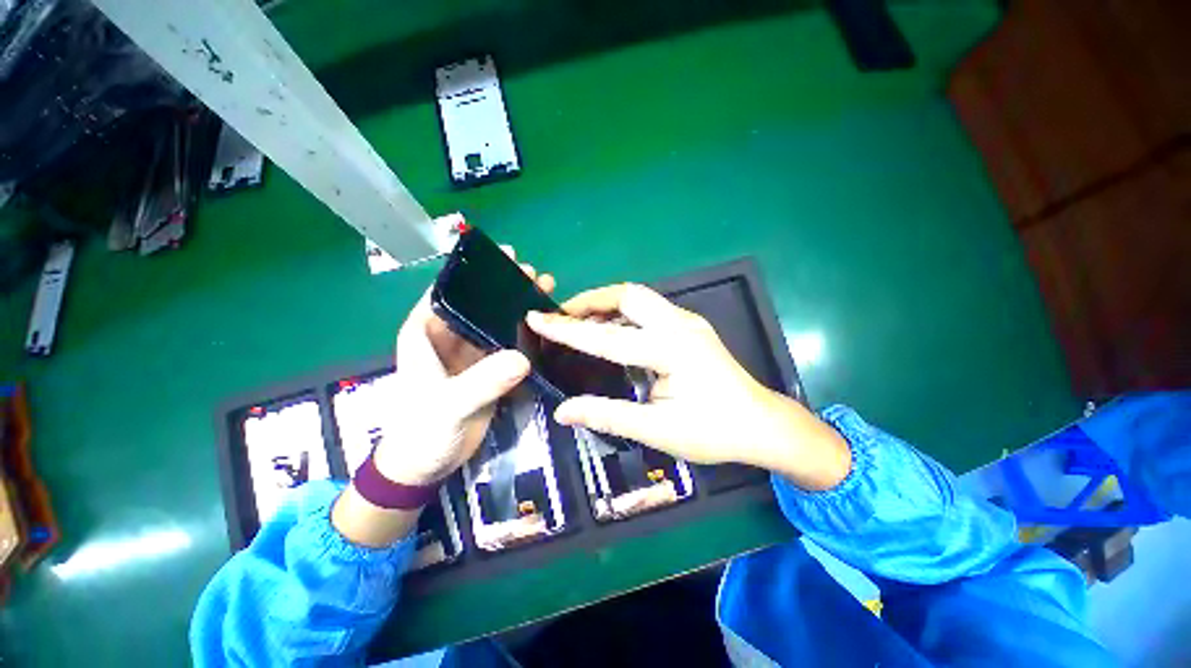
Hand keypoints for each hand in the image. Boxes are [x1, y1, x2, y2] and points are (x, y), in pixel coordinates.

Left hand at [333, 249, 553, 547]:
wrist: (427, 464)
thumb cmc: (422, 431)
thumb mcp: (448, 405)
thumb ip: (481, 382)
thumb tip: (522, 359)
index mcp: (426, 333)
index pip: (449, 291)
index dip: (475, 272)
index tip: (504, 257)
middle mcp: (448, 337)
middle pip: (478, 303)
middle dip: (504, 287)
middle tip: (532, 273)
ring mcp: (470, 353)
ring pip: (495, 322)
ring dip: (517, 308)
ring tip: (544, 291)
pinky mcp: (487, 369)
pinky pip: (507, 345)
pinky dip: (524, 335)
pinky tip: (543, 326)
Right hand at [526, 284, 850, 490]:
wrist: (761, 424)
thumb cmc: (712, 432)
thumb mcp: (657, 429)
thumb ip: (609, 415)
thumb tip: (563, 410)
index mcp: (671, 350)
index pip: (608, 338)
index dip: (568, 330)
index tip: (536, 318)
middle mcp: (679, 324)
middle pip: (628, 295)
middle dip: (590, 300)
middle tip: (562, 315)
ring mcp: (687, 321)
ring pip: (639, 298)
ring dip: (606, 304)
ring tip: (580, 320)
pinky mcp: (690, 326)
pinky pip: (649, 309)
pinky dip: (623, 314)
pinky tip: (611, 329)